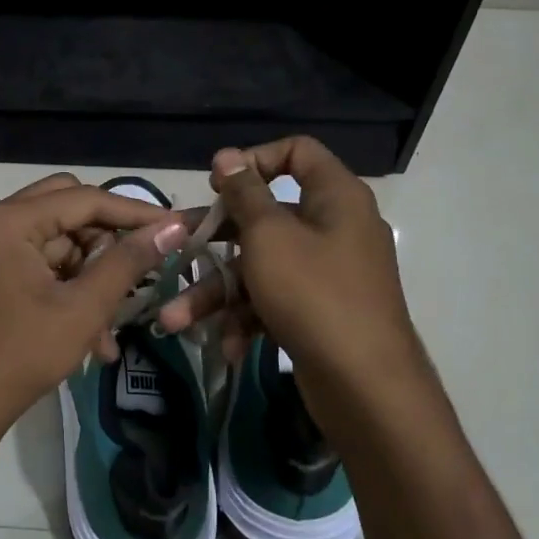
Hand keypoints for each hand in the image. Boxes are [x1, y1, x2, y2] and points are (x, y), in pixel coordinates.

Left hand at [0, 173, 188, 459]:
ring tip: (111, 326)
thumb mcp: (82, 309)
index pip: (83, 199)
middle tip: (139, 267)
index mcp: (7, 221)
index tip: (175, 227)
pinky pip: (38, 265)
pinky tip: (92, 336)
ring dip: (89, 275)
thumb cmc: (20, 356)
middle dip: (106, 241)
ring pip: (55, 242)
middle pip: (66, 210)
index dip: (134, 212)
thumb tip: (173, 227)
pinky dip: (66, 290)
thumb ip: (128, 262)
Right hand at [158, 138, 420, 430]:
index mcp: (335, 197)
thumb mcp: (269, 236)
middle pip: (265, 218)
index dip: (254, 160)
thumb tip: (227, 156)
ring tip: (174, 321)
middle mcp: (334, 228)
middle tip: (175, 248)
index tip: (218, 185)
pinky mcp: (318, 312)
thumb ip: (244, 194)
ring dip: (217, 293)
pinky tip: (228, 346)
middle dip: (214, 241)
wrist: (365, 385)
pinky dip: (248, 319)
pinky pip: (274, 301)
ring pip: (260, 268)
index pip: (297, 152)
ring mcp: (327, 274)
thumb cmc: (313, 293)